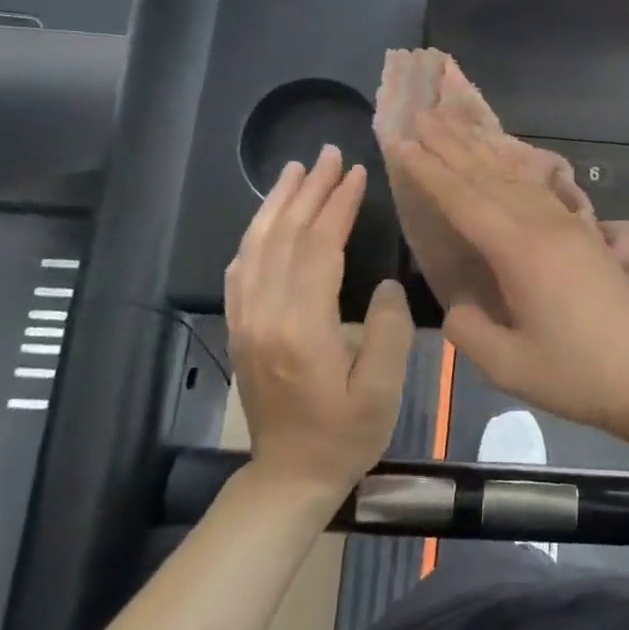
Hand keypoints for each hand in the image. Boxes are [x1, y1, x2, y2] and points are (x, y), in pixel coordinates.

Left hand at [225, 144, 413, 495]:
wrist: (290, 475)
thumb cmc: (345, 434)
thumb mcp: (382, 389)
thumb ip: (388, 330)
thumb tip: (386, 284)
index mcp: (301, 327)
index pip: (317, 248)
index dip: (337, 206)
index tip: (356, 173)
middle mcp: (264, 314)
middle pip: (284, 236)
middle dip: (308, 191)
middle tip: (329, 154)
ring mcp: (246, 319)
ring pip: (256, 245)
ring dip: (276, 203)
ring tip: (296, 169)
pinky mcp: (240, 327)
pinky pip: (240, 268)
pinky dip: (255, 233)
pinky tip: (268, 218)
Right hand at [385, 111, 628, 449]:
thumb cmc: (578, 374)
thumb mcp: (507, 365)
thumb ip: (469, 328)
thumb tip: (459, 303)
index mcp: (520, 251)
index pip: (463, 200)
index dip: (429, 170)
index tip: (401, 140)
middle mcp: (544, 225)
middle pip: (489, 176)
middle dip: (452, 145)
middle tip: (421, 113)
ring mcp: (571, 226)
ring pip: (517, 178)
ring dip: (482, 150)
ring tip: (456, 125)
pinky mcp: (587, 236)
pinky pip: (541, 190)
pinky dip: (515, 170)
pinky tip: (509, 163)